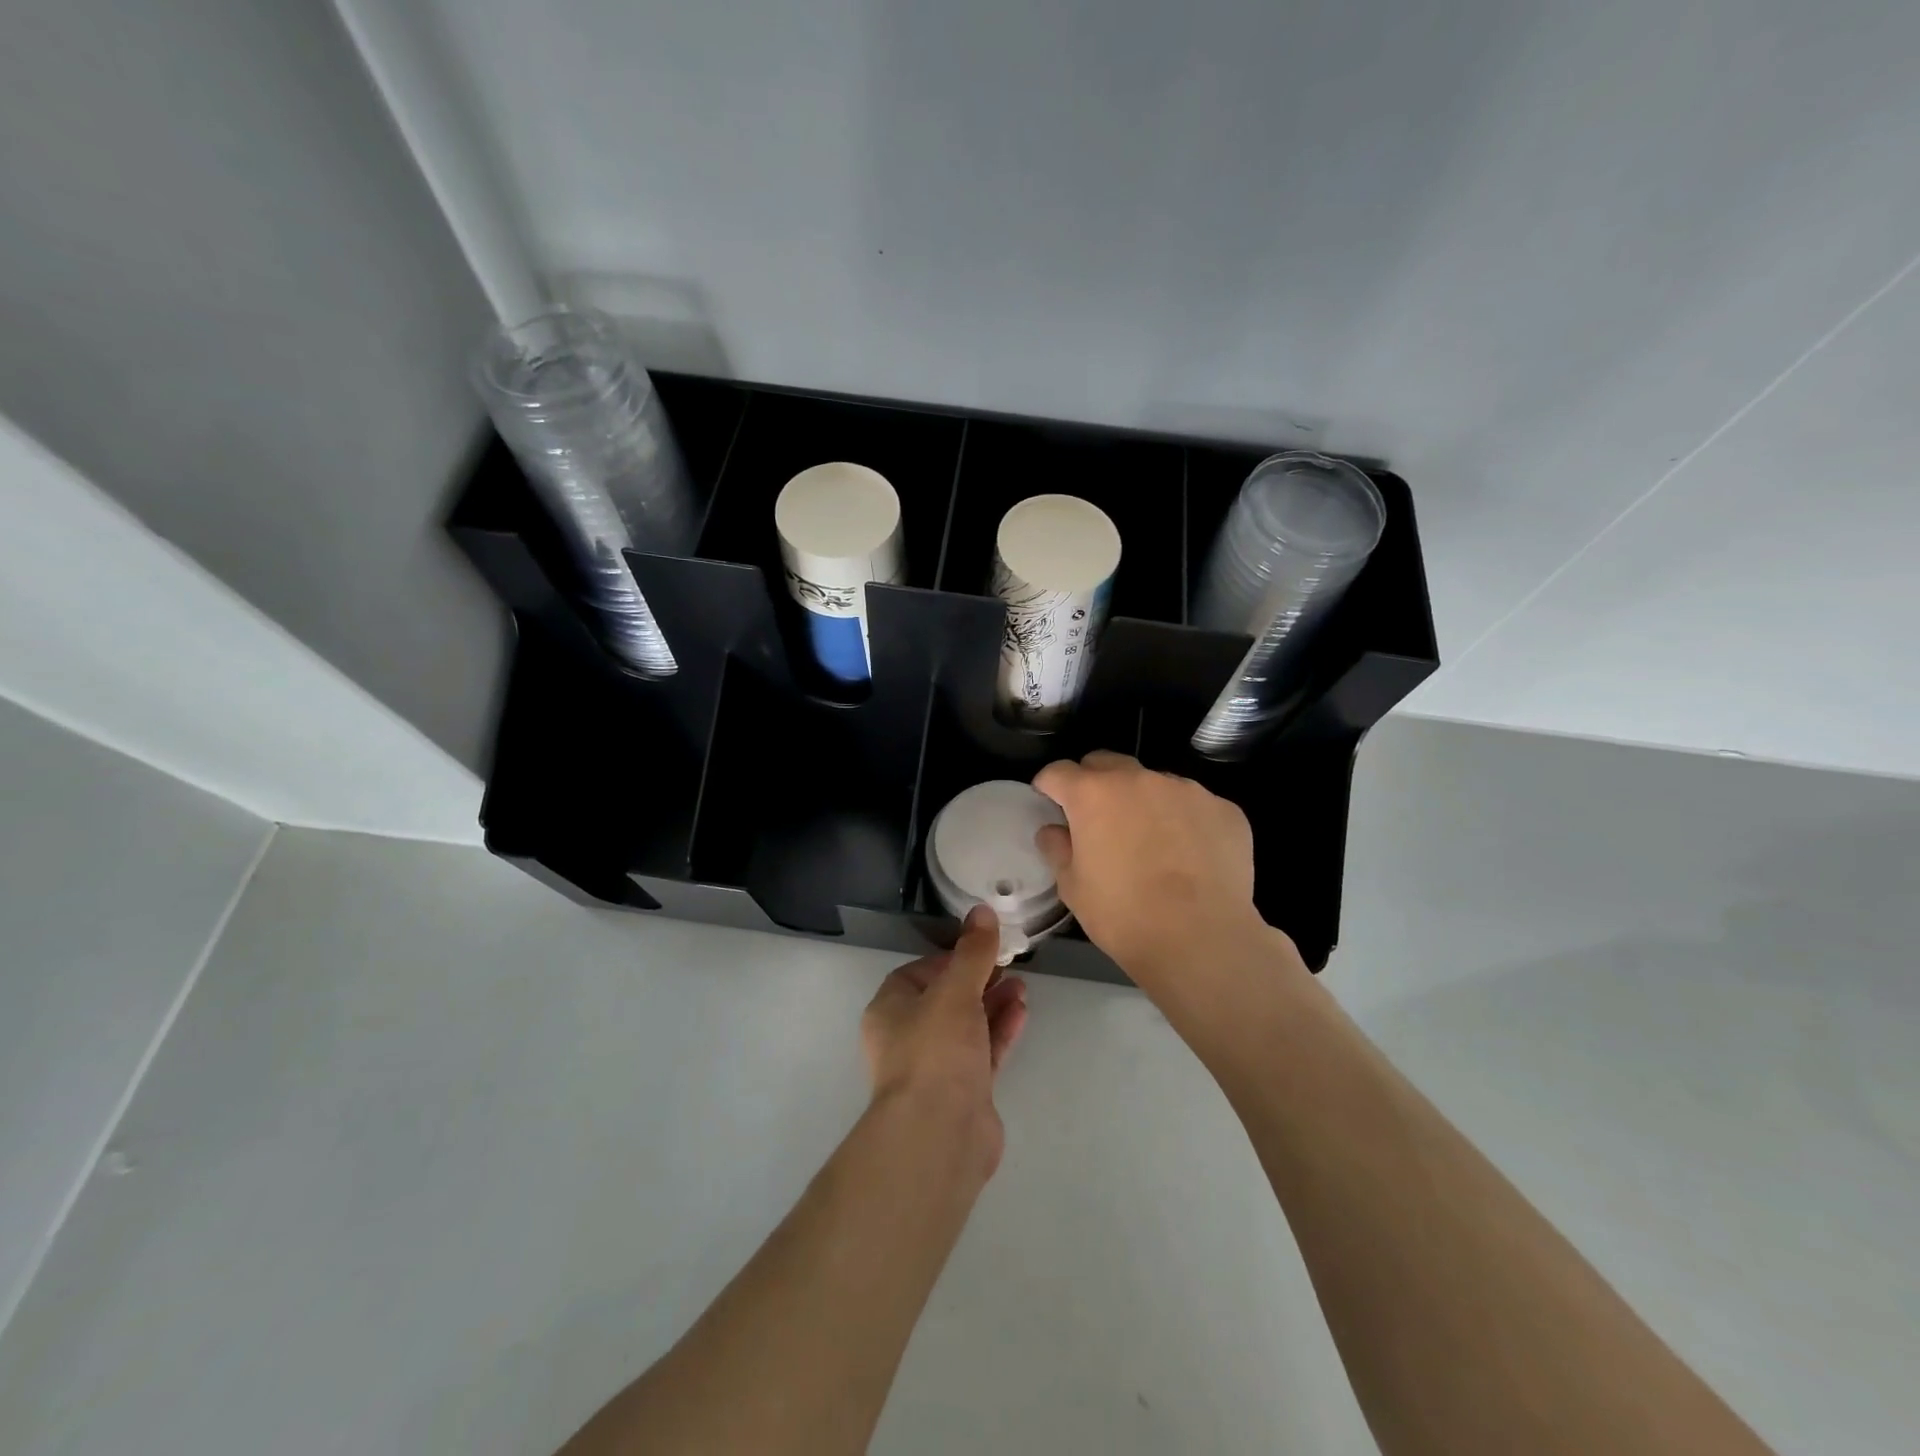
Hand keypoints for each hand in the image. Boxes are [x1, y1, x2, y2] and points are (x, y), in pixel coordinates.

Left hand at [862, 905, 1027, 1176]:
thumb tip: (981, 911)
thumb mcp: (955, 991)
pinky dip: (1000, 1030)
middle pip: (946, 999)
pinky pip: (983, 1052)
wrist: (938, 1136)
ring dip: (993, 1003)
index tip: (981, 949)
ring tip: (1023, 985)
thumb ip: (973, 952)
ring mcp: (936, 1068)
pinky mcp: (963, 1093)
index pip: (919, 973)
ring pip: (967, 1026)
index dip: (950, 958)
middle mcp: (908, 1037)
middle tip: (1008, 965)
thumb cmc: (935, 1051)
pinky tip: (1022, 1011)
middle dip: (978, 980)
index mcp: (891, 1009)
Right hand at [1033, 751, 1299, 1008]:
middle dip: (1095, 782)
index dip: (1049, 786)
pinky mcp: (1224, 808)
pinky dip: (1184, 821)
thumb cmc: (1124, 915)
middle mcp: (1139, 779)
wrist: (1201, 939)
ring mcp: (1187, 790)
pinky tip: (1189, 857)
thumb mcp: (1073, 888)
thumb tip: (1053, 830)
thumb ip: (1058, 849)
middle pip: (1107, 763)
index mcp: (1094, 794)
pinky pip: (1194, 806)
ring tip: (1152, 843)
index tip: (1049, 803)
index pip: (1058, 771)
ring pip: (1154, 783)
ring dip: (1143, 802)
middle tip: (1097, 819)